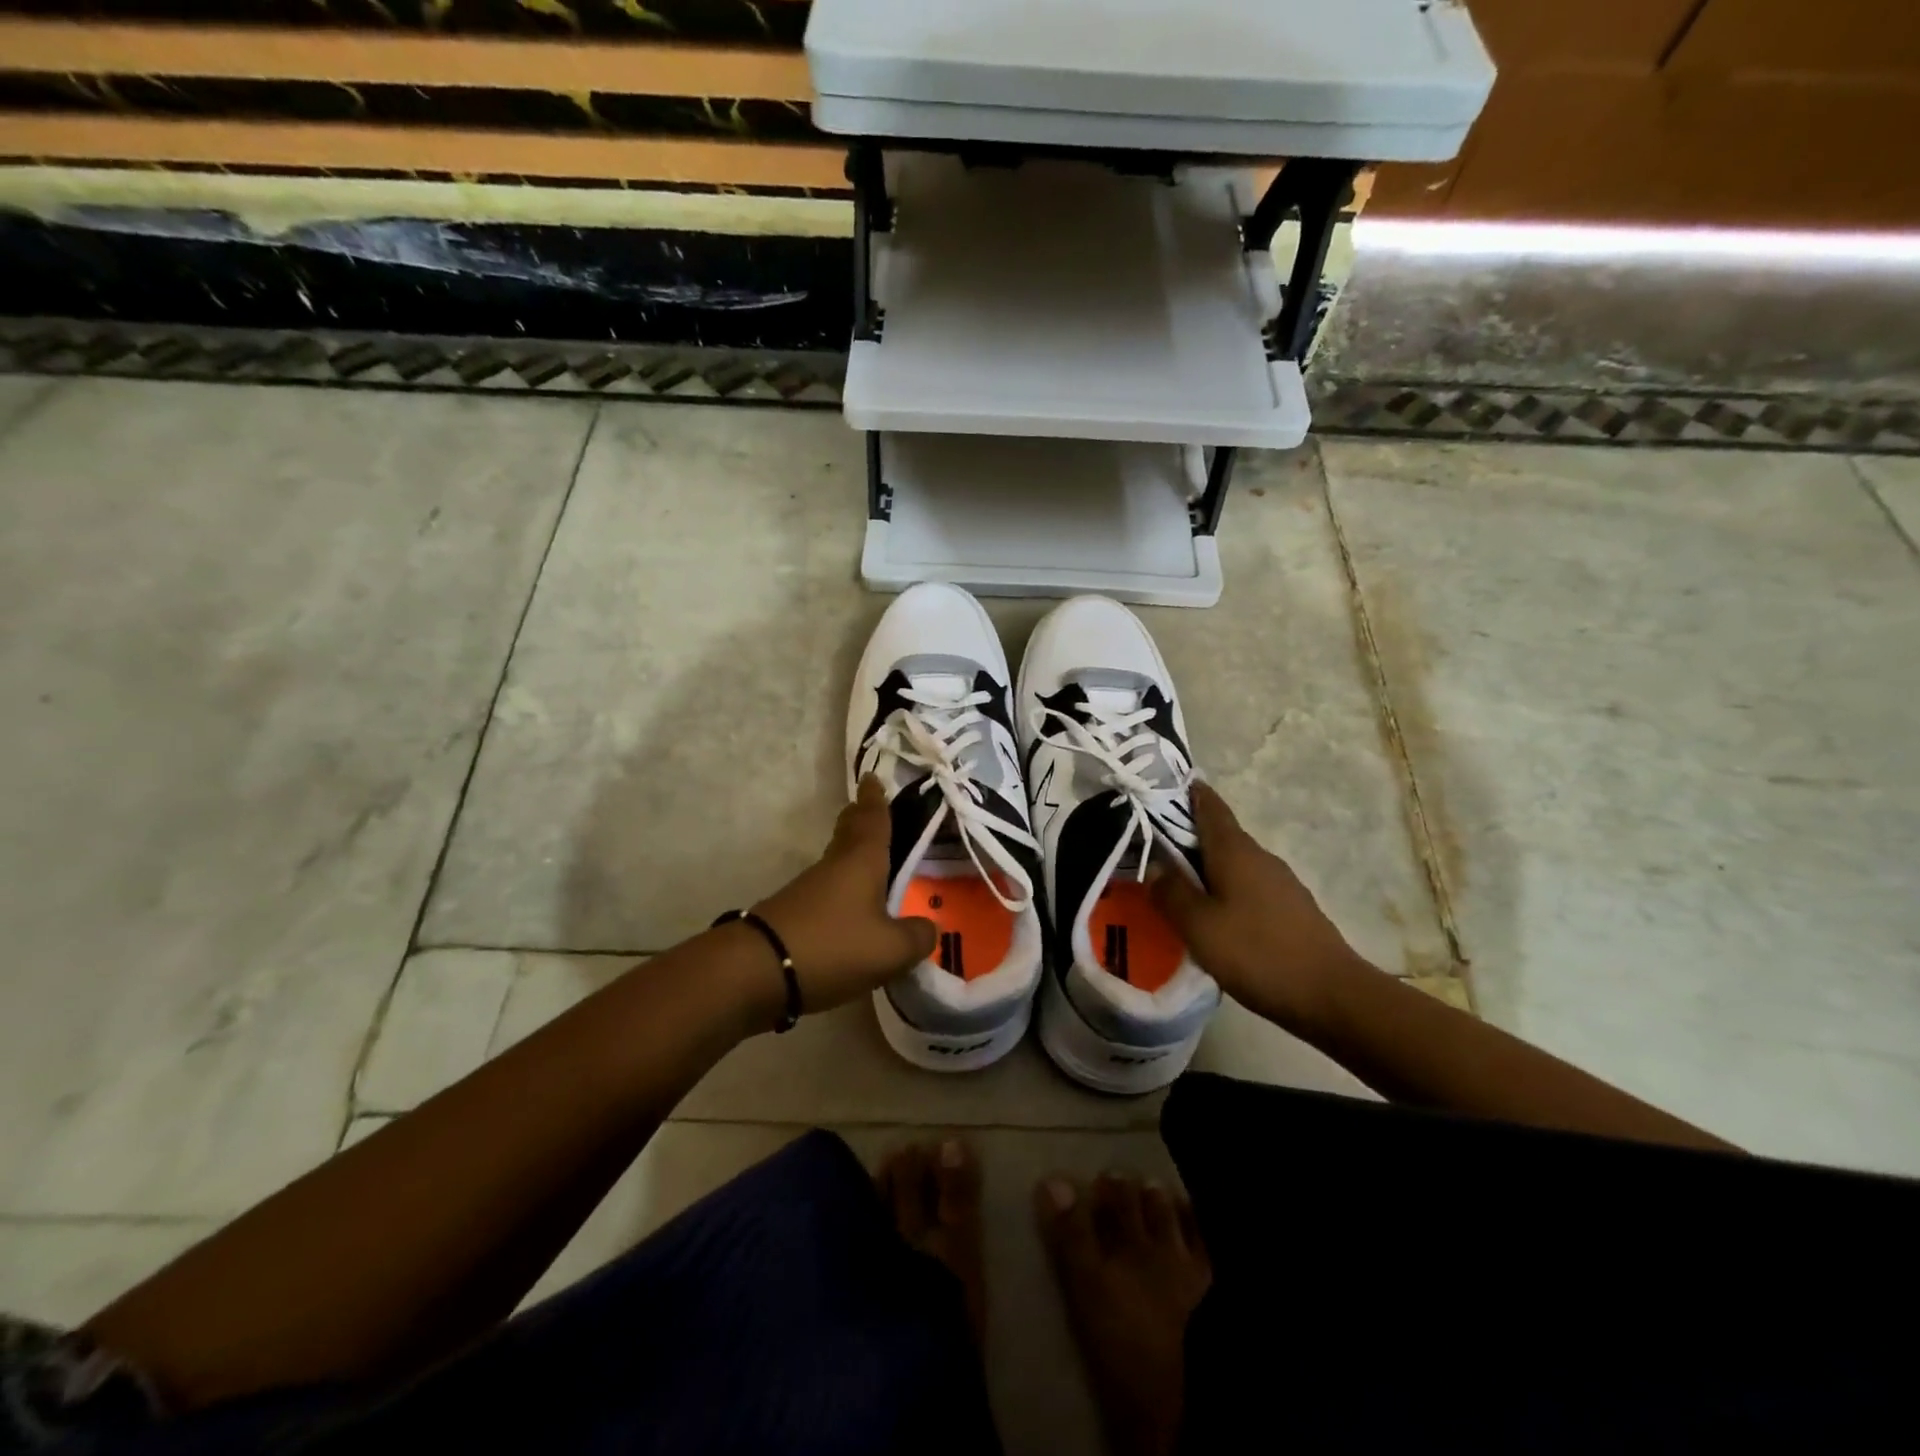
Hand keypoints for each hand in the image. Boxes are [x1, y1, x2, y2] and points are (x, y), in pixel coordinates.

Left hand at [751, 776, 938, 1014]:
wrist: (758, 970)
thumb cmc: (833, 946)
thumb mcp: (890, 949)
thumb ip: (917, 937)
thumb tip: (929, 928)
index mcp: (862, 860)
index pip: (873, 819)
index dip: (876, 799)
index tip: (873, 777)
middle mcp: (835, 865)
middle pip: (849, 832)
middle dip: (859, 817)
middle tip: (869, 805)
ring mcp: (810, 889)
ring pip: (837, 860)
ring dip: (852, 853)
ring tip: (871, 859)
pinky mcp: (795, 914)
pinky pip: (827, 890)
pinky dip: (843, 888)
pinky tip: (852, 906)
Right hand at [1151, 782, 1361, 1030]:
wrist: (1332, 995)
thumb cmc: (1257, 953)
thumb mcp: (1199, 926)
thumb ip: (1172, 893)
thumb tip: (1156, 865)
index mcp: (1235, 851)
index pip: (1209, 806)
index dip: (1187, 792)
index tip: (1161, 786)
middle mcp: (1259, 857)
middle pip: (1219, 834)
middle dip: (1187, 834)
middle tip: (1151, 845)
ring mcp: (1280, 882)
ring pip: (1233, 863)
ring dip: (1205, 865)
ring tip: (1176, 884)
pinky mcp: (1290, 908)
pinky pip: (1247, 886)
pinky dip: (1225, 888)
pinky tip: (1213, 915)